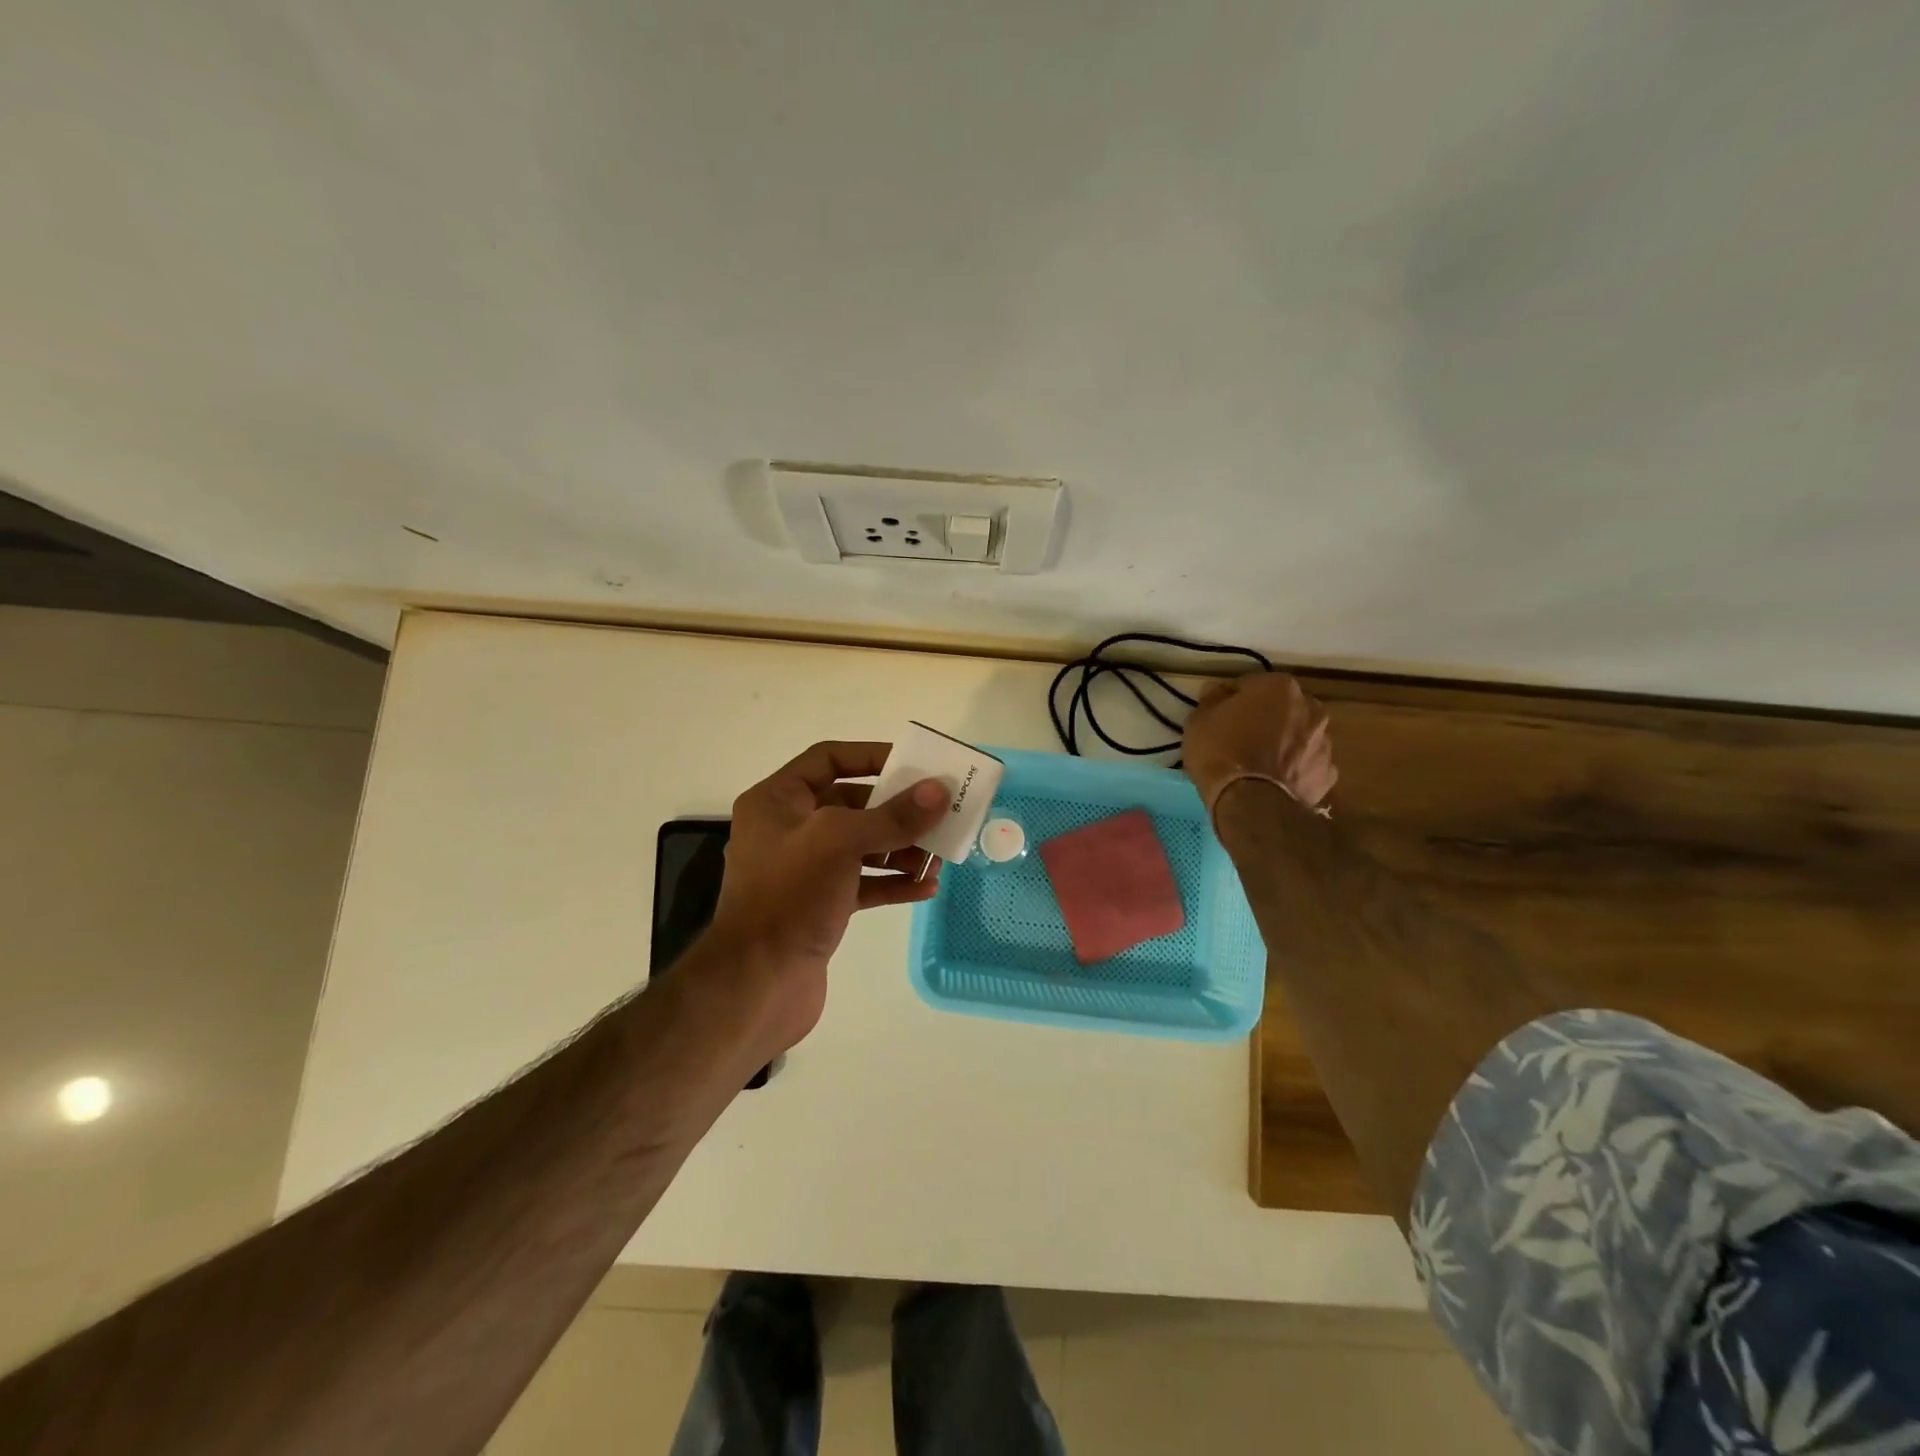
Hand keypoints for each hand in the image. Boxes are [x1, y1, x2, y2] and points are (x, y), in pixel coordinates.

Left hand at [706, 742, 947, 1051]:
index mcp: (777, 801)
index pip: (828, 759)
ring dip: (900, 849)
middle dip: (895, 810)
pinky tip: (927, 887)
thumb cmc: (790, 896)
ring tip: (938, 857)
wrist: (756, 985)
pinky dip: (893, 883)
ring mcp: (804, 871)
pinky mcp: (819, 907)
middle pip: (851, 805)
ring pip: (861, 847)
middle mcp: (788, 830)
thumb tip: (939, 791)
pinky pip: (863, 884)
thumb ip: (893, 816)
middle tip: (938, 813)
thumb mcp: (841, 842)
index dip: (871, 755)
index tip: (913, 763)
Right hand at [1182, 672, 1337, 816]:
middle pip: (1282, 708)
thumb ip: (1211, 700)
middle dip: (1266, 718)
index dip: (1232, 700)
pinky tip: (1274, 782)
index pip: (1250, 684)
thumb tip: (1217, 691)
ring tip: (1259, 765)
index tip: (1219, 716)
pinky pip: (1306, 765)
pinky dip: (1294, 770)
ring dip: (1283, 743)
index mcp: (1279, 687)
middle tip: (1241, 738)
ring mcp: (1324, 742)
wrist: (1251, 804)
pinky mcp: (1327, 774)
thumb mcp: (1199, 720)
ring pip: (1299, 736)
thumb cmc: (1222, 753)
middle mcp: (1310, 707)